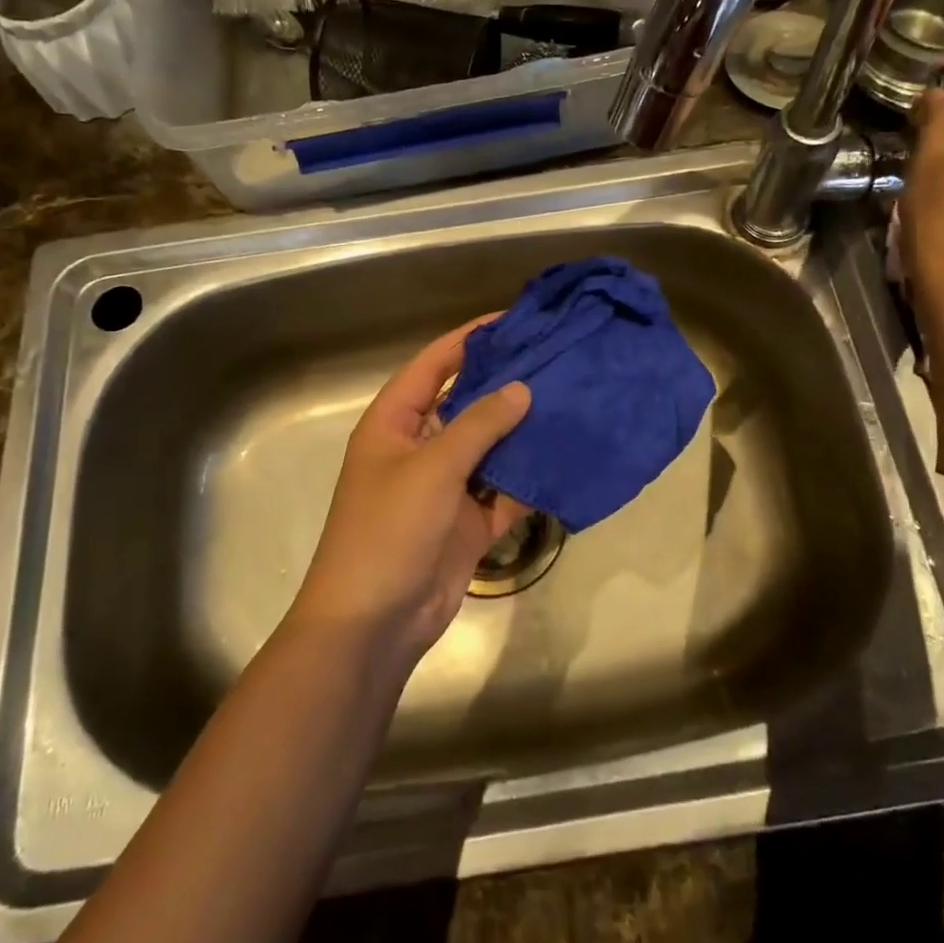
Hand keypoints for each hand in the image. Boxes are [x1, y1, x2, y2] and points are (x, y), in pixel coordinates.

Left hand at [290, 318, 531, 663]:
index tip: (511, 320)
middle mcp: (420, 447)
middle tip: (553, 359)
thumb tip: (521, 388)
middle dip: (504, 384)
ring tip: (569, 400)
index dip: (467, 340)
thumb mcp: (432, 468)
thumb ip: (478, 425)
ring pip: (490, 447)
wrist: (374, 622)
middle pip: (466, 403)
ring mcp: (446, 486)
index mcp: (394, 423)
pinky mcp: (469, 521)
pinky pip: (504, 490)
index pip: (432, 365)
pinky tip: (564, 459)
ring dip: (522, 431)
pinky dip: (528, 479)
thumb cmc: (389, 530)